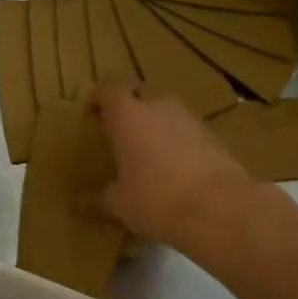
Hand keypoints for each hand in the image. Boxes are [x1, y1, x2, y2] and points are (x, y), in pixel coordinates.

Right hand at [93, 82, 254, 248]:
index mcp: (128, 116)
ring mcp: (191, 119)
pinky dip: (180, 145)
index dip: (99, 98)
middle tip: (122, 139)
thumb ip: (99, 200)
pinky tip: (178, 173)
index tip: (93, 115)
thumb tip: (79, 206)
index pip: (109, 89)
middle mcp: (159, 107)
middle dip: (131, 112)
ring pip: (167, 115)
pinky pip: (189, 133)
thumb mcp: (119, 204)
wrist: (219, 209)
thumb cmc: (155, 200)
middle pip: (141, 96)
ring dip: (157, 129)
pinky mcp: (215, 136)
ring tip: (150, 159)